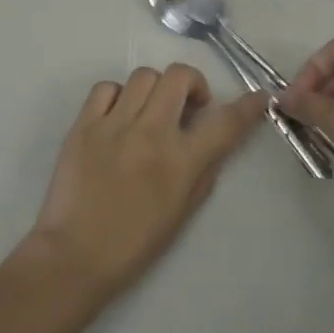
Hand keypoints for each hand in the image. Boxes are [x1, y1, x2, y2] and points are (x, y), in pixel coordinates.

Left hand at [25, 65, 266, 300]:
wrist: (74, 257)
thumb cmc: (134, 244)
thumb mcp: (182, 214)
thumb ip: (203, 172)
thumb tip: (212, 142)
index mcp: (180, 162)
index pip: (225, 123)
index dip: (248, 106)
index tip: (259, 97)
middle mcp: (151, 133)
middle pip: (179, 76)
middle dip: (192, 84)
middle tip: (189, 105)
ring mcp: (114, 125)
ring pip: (144, 75)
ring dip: (156, 89)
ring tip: (150, 111)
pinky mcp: (83, 124)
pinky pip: (105, 88)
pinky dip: (118, 95)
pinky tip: (118, 116)